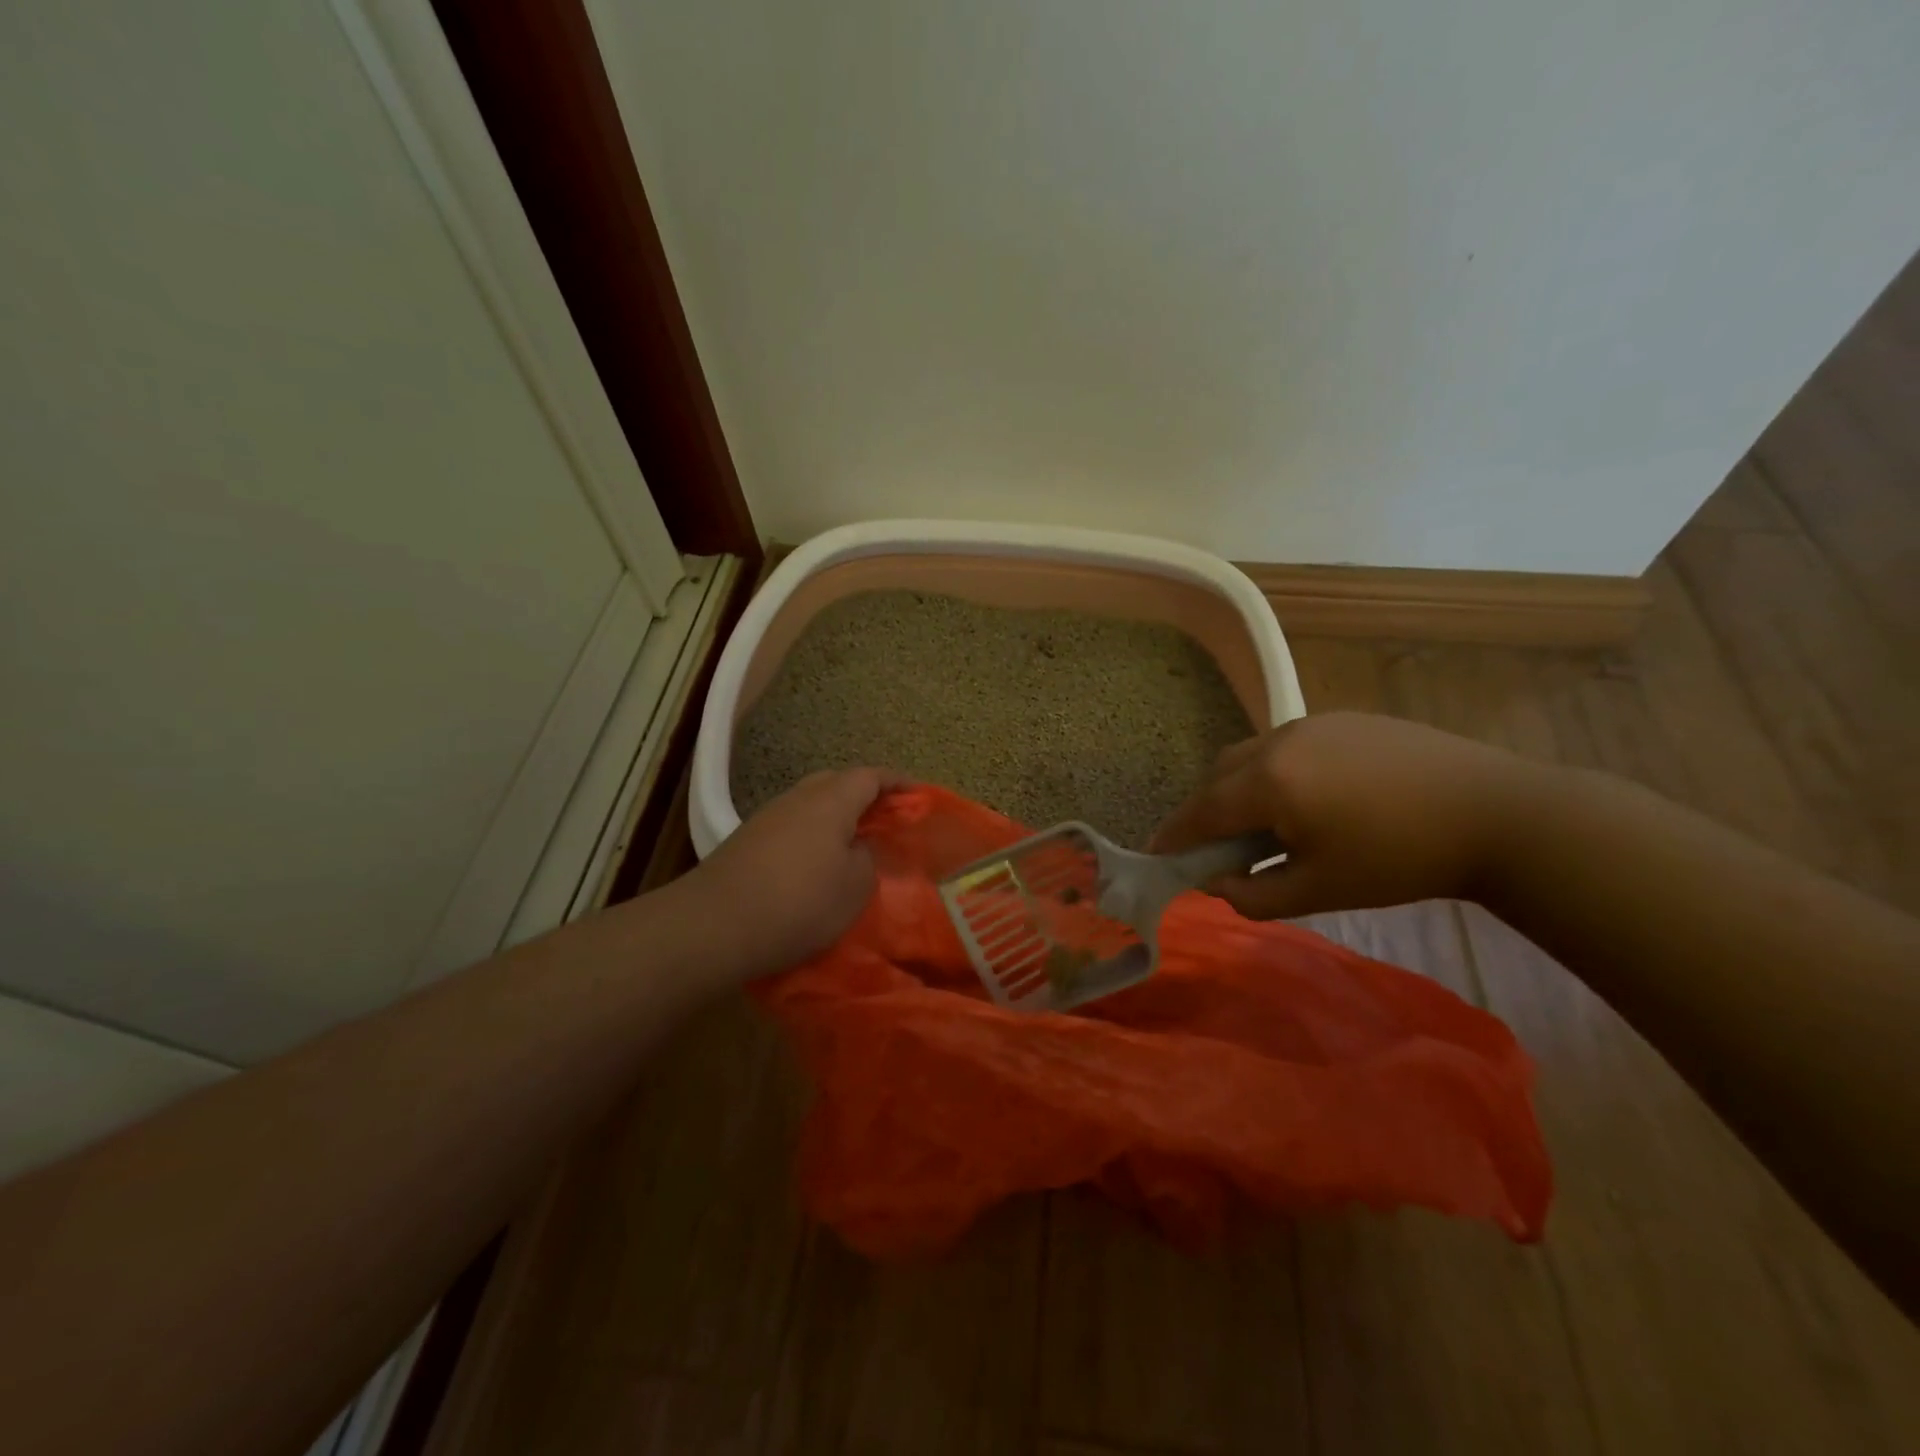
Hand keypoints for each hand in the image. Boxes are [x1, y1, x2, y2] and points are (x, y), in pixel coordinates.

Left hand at [681, 768, 897, 976]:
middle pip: (837, 782)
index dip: (898, 783)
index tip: (918, 795)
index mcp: (831, 800)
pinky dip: (812, 835)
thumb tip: (855, 849)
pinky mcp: (747, 842)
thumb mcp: (854, 887)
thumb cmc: (798, 902)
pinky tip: (815, 864)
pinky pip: (792, 826)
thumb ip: (866, 860)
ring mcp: (768, 817)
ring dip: (836, 816)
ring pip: (811, 804)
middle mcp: (798, 798)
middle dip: (865, 795)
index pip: (871, 776)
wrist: (714, 925)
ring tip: (854, 843)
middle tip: (886, 819)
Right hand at [1150, 711, 1544, 918]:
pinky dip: (1275, 770)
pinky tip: (1310, 798)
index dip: (1175, 836)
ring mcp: (1312, 723)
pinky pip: (1287, 744)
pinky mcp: (1344, 718)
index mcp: (1269, 781)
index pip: (1201, 810)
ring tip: (1266, 823)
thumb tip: (1213, 885)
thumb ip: (1253, 895)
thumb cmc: (1400, 860)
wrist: (1496, 813)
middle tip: (1218, 848)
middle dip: (1206, 810)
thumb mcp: (1319, 890)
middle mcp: (1279, 740)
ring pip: (1251, 754)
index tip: (1156, 855)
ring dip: (1240, 787)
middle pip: (1219, 774)